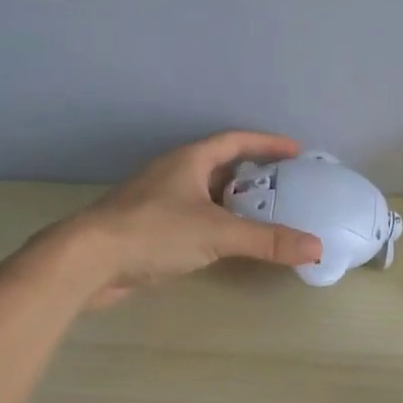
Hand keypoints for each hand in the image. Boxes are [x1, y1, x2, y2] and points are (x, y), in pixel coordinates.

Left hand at [52, 132, 322, 307]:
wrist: (86, 261)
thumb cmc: (153, 232)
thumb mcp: (217, 233)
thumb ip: (267, 240)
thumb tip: (316, 248)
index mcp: (190, 160)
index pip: (235, 141)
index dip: (267, 143)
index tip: (296, 152)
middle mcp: (174, 174)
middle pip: (222, 165)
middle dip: (254, 174)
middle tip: (286, 186)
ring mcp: (158, 200)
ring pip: (206, 193)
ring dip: (235, 201)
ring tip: (265, 215)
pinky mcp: (149, 227)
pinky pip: (194, 217)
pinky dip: (216, 223)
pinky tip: (228, 242)